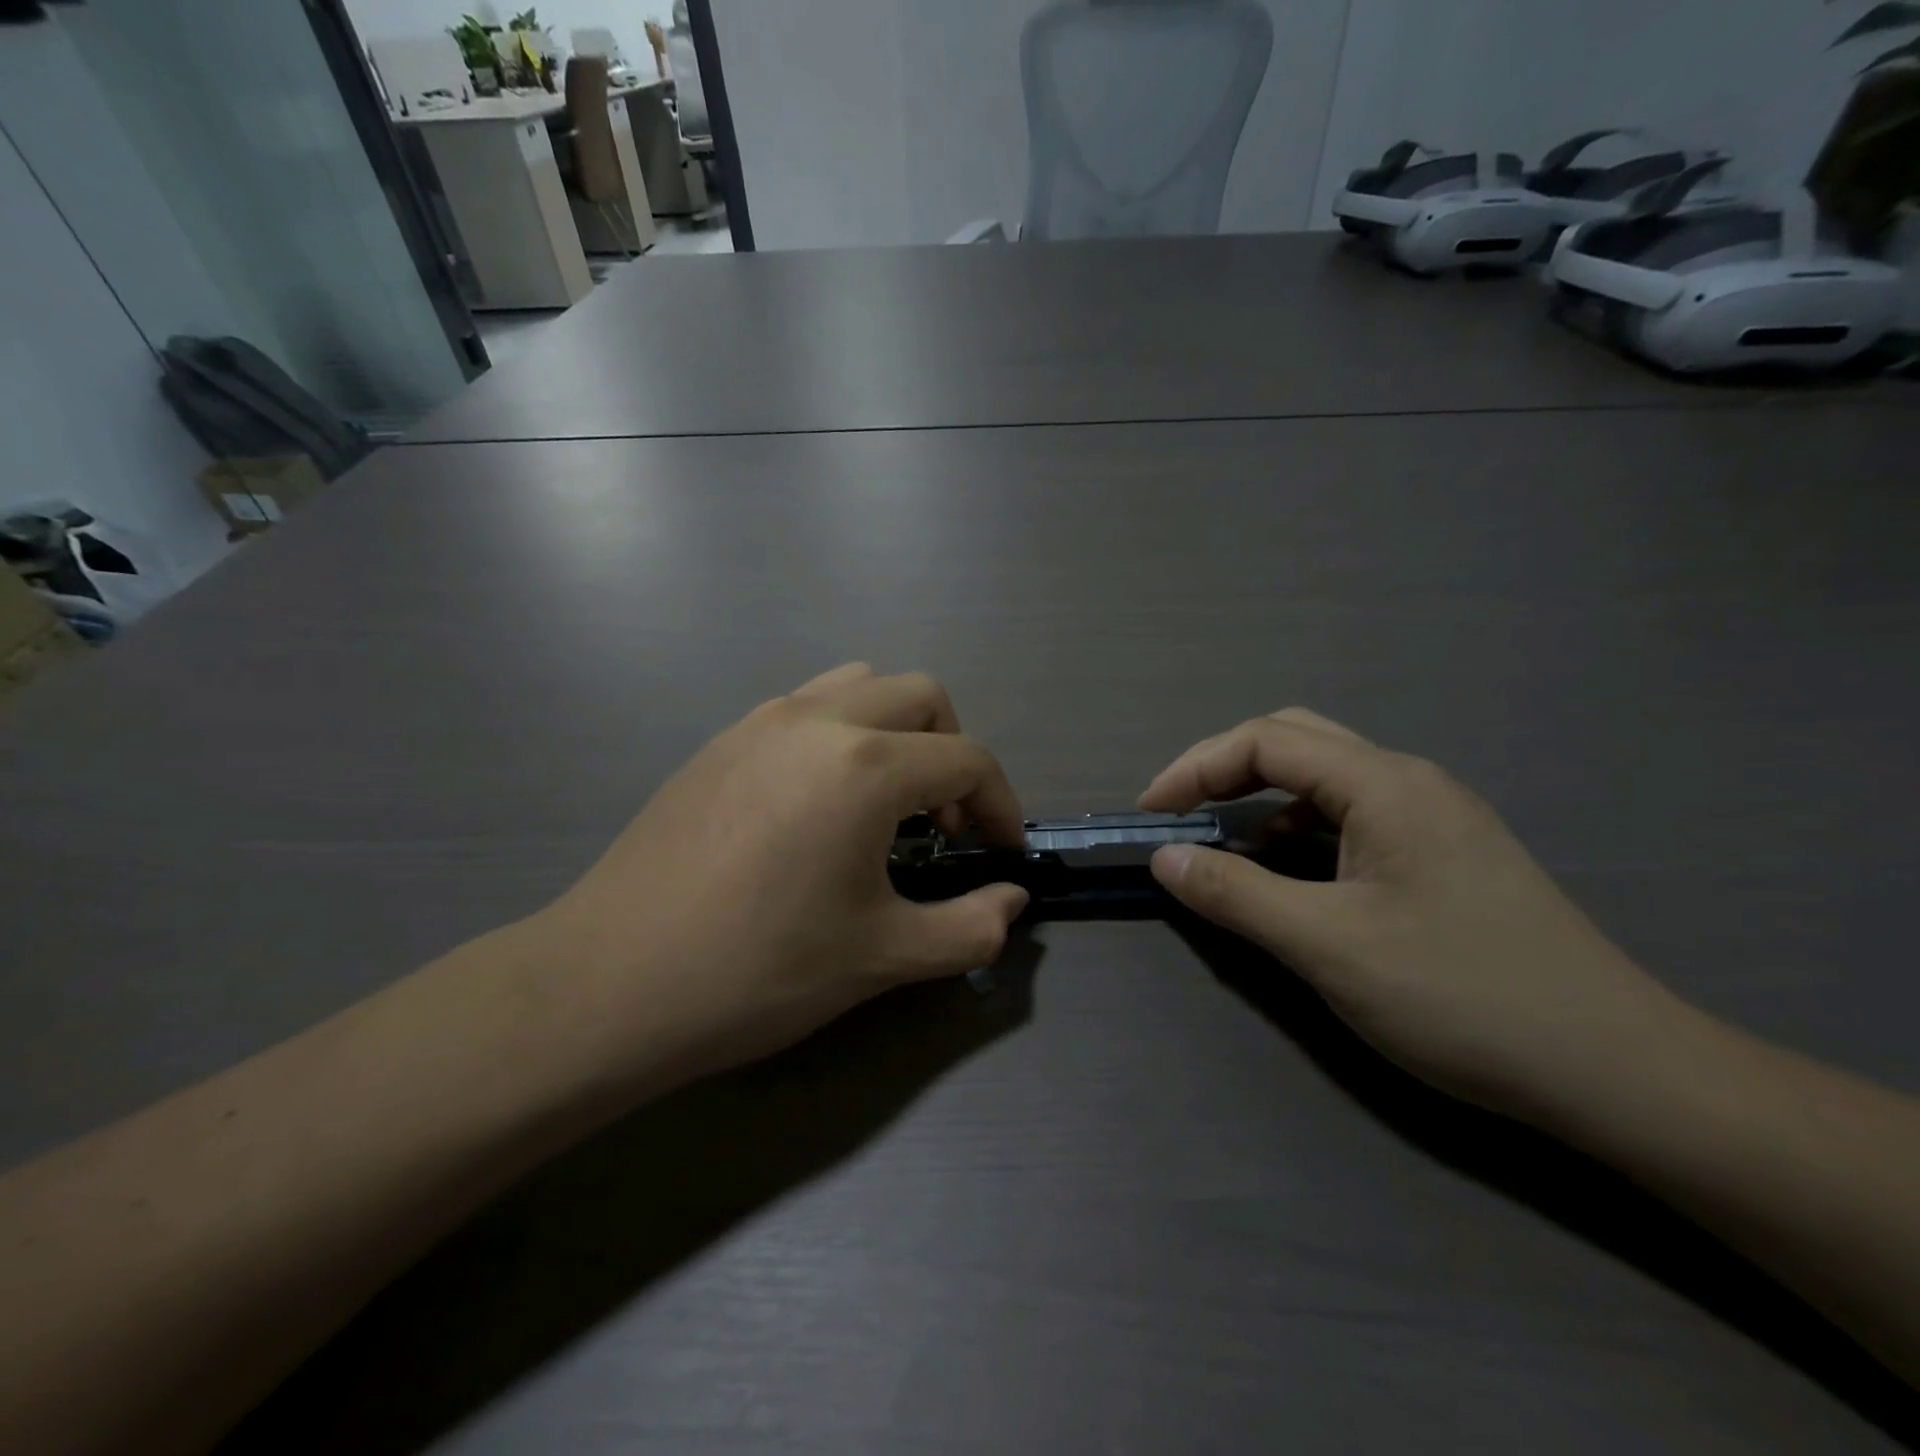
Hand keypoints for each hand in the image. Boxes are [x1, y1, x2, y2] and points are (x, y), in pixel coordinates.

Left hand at [528, 665, 1028, 1083]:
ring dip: (897, 730)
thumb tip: (1012, 903)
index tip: (1001, 854)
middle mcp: (816, 720)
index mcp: (864, 766)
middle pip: (922, 696)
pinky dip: (844, 733)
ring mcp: (760, 722)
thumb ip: (969, 929)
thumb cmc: (758, 970)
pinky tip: (822, 804)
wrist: (609, 985)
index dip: (1001, 804)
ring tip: (888, 802)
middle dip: (953, 753)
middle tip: (944, 823)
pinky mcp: (722, 741)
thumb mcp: (881, 958)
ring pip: (860, 685)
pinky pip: (807, 706)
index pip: (967, 759)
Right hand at [1139, 709, 1691, 1121]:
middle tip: (1180, 813)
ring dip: (1263, 798)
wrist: (1617, 1070)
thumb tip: (1165, 859)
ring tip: (1224, 843)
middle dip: (1224, 768)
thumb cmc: (1461, 995)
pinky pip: (1352, 816)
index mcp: (1384, 784)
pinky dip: (1300, 829)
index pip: (1265, 741)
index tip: (1151, 815)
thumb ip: (1236, 894)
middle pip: (1295, 741)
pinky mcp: (1444, 853)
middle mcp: (1409, 781)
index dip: (1194, 768)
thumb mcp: (1327, 946)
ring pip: (1325, 778)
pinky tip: (1291, 872)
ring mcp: (1433, 816)